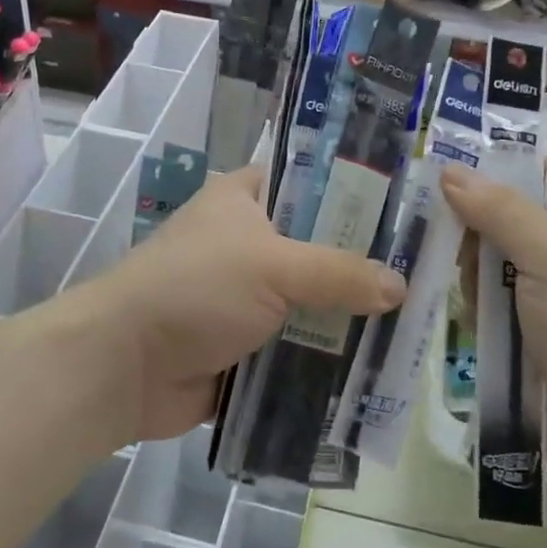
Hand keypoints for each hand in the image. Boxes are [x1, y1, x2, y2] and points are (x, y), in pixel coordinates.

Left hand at [90, 166, 406, 440]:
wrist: (123, 366)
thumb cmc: (195, 288)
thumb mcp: (272, 266)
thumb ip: (338, 272)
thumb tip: (400, 287)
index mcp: (244, 199)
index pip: (308, 181)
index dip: (354, 192)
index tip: (406, 210)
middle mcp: (247, 241)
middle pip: (317, 246)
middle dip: (361, 264)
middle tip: (423, 272)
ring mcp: (246, 296)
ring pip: (310, 300)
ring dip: (347, 316)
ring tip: (413, 322)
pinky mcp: (245, 344)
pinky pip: (296, 346)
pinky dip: (325, 357)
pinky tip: (376, 366)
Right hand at [440, 167, 546, 495]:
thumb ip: (499, 210)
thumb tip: (449, 170)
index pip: (545, 178)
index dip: (499, 175)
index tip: (450, 184)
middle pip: (513, 222)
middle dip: (481, 236)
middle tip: (458, 251)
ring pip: (498, 267)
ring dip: (478, 279)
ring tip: (474, 299)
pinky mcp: (542, 338)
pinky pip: (498, 308)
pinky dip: (483, 312)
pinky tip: (476, 324)